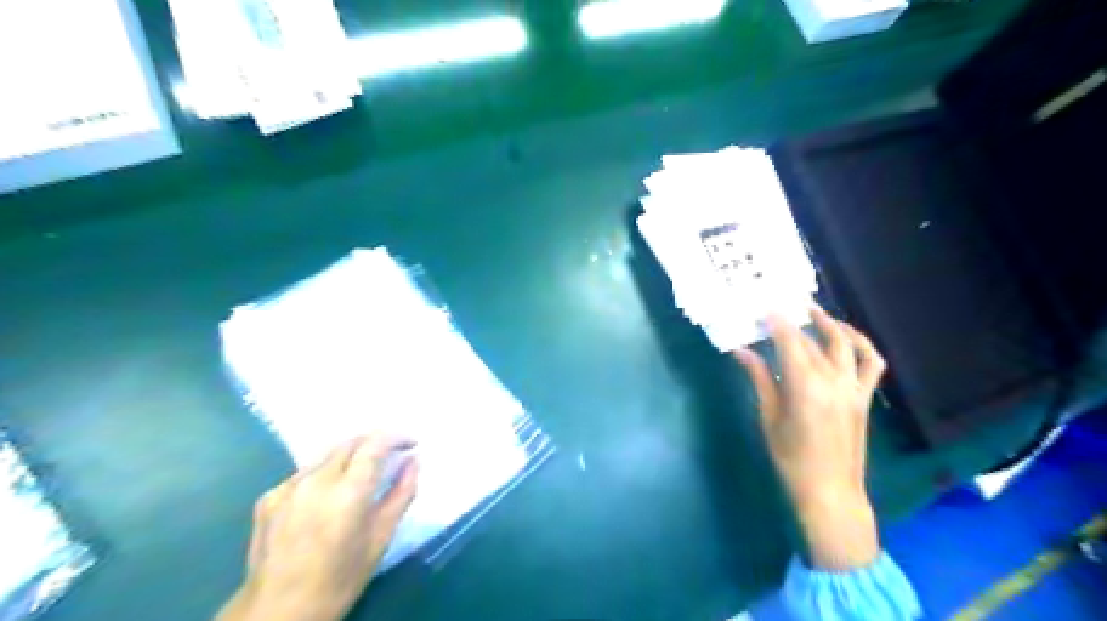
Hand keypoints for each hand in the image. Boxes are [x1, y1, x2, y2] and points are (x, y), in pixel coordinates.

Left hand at [217, 437, 419, 620]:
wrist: (277, 613)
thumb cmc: (340, 579)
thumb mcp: (381, 538)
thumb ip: (402, 493)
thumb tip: (413, 461)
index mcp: (347, 492)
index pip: (374, 444)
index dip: (396, 437)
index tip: (411, 443)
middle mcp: (316, 480)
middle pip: (350, 443)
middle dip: (375, 442)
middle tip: (392, 453)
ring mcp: (288, 487)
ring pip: (327, 455)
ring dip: (350, 455)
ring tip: (363, 471)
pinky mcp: (269, 497)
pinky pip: (305, 472)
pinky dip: (325, 473)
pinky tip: (328, 494)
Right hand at [737, 305, 888, 571]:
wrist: (830, 491)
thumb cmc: (790, 458)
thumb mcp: (768, 417)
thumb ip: (759, 379)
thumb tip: (740, 351)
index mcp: (804, 387)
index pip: (791, 342)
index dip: (777, 321)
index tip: (764, 306)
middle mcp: (833, 381)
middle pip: (814, 341)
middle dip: (796, 320)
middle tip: (780, 307)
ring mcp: (853, 388)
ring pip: (846, 344)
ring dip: (831, 323)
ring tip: (814, 312)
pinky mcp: (864, 397)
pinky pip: (871, 363)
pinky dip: (862, 345)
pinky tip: (847, 336)